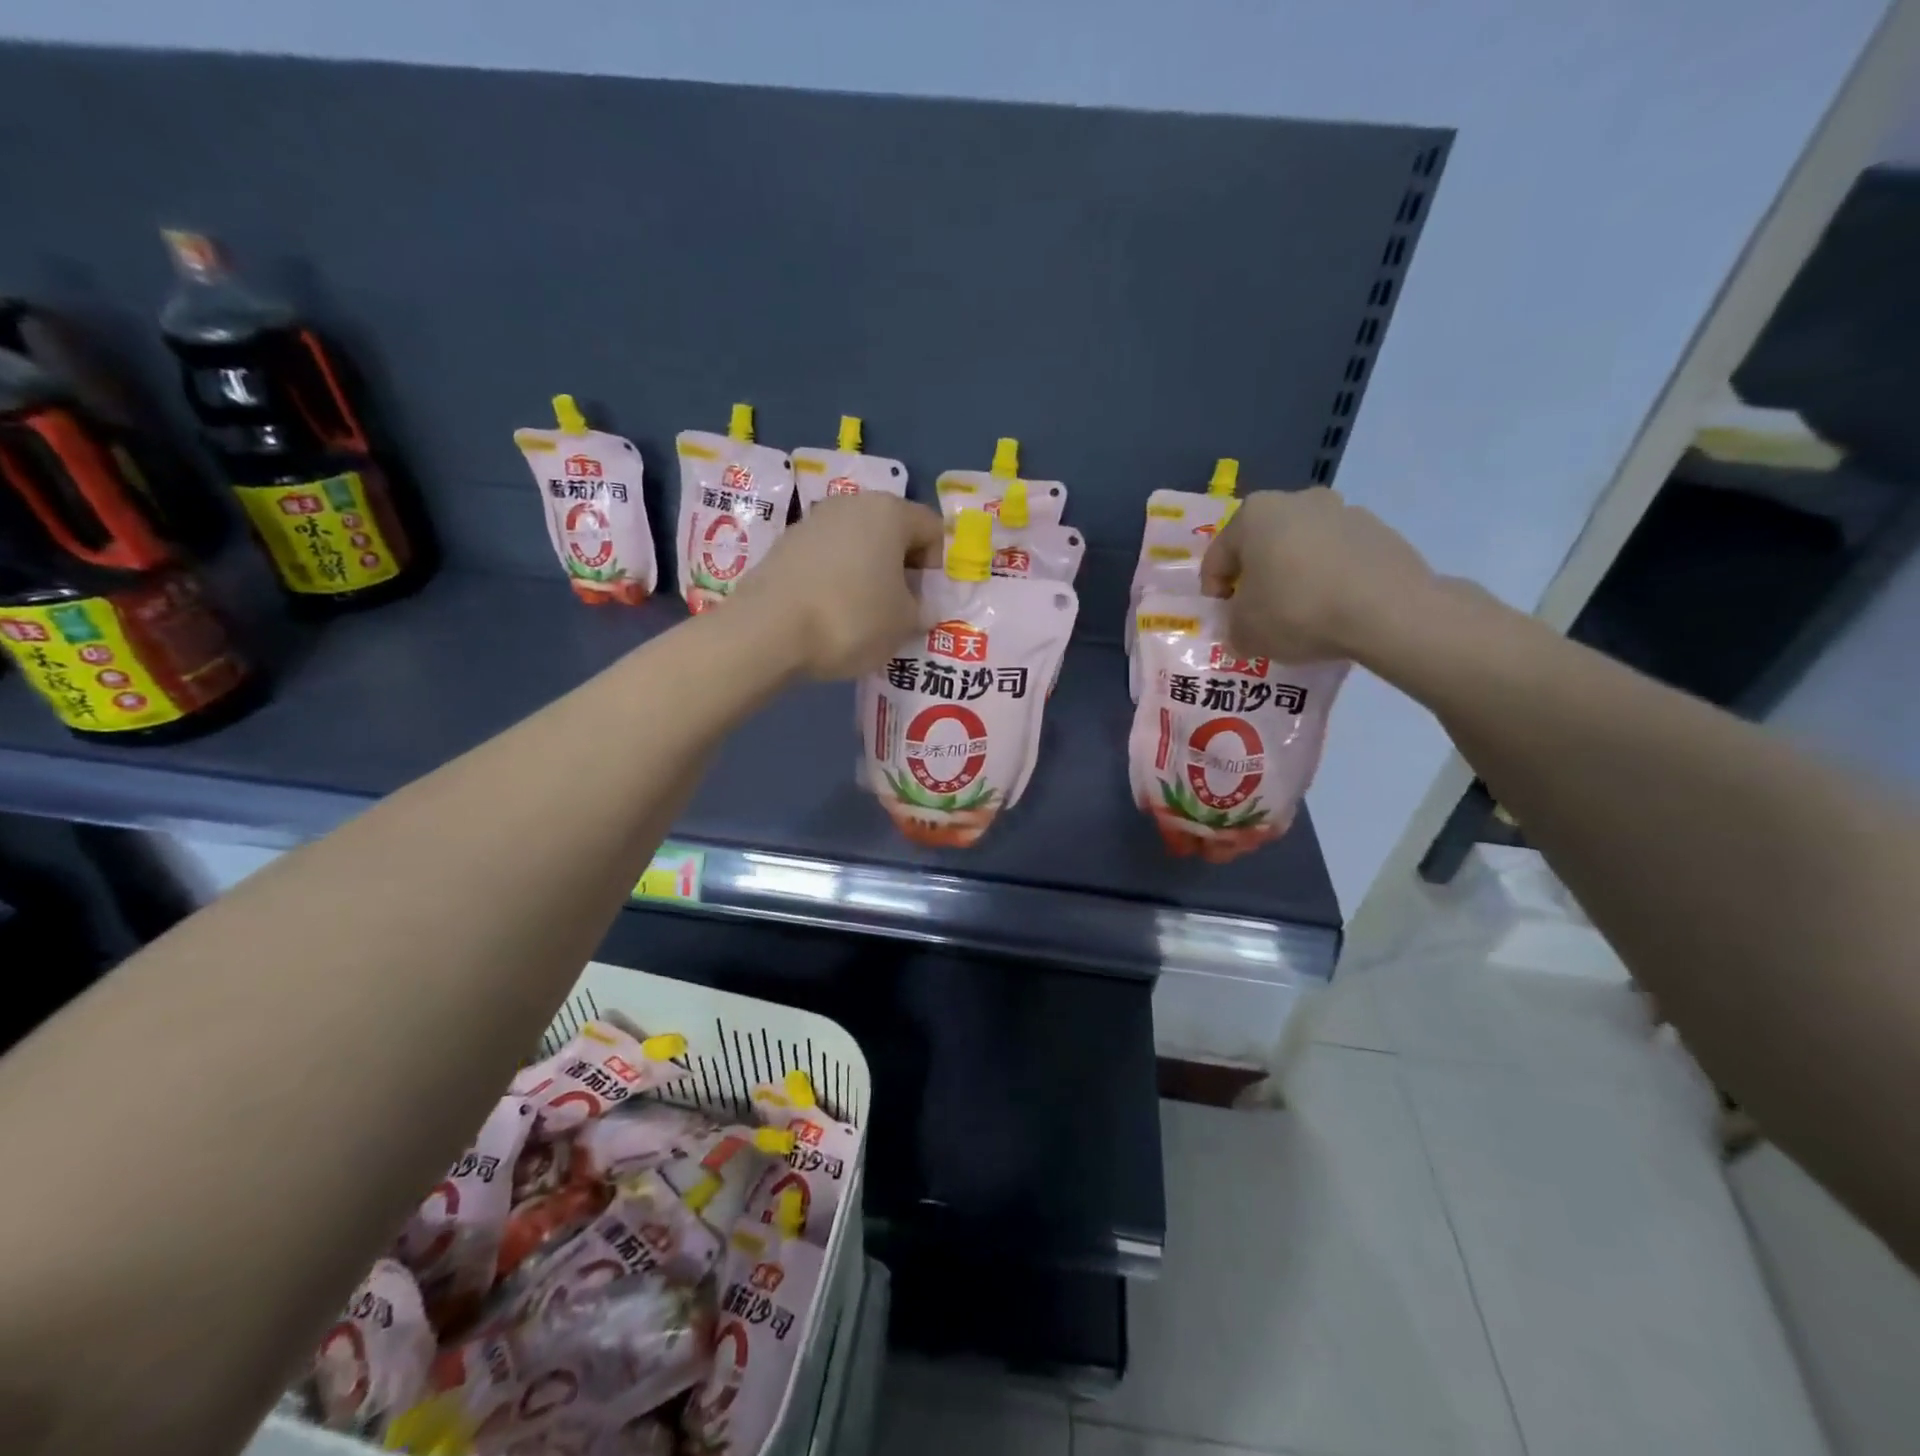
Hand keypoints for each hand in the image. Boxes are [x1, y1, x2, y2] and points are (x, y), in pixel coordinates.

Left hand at [727, 493, 944, 679]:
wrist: (768, 631)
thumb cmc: (852, 618)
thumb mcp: (904, 623)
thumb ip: (921, 610)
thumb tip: (919, 607)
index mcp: (889, 511)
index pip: (932, 529)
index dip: (939, 567)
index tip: (929, 602)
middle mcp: (851, 505)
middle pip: (893, 533)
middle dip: (903, 569)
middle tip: (903, 610)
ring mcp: (813, 522)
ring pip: (857, 546)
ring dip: (869, 575)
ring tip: (866, 616)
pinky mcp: (784, 546)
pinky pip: (827, 560)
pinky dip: (837, 581)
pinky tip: (832, 614)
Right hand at [1200, 488, 1439, 662]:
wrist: (1389, 611)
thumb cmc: (1298, 610)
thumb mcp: (1246, 633)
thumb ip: (1233, 630)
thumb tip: (1241, 631)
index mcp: (1254, 514)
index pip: (1218, 556)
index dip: (1214, 590)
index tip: (1223, 617)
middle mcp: (1297, 500)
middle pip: (1263, 545)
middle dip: (1257, 577)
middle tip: (1258, 613)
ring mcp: (1344, 512)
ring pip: (1303, 548)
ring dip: (1295, 575)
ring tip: (1300, 615)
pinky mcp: (1380, 532)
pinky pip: (1339, 558)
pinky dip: (1330, 579)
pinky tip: (1334, 610)